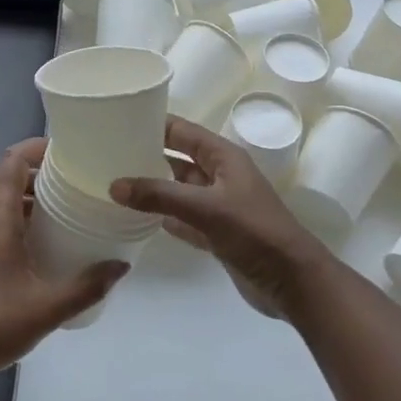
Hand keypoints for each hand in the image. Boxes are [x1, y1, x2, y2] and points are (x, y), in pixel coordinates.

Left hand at [0, 139, 128, 385]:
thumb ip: (88, 286)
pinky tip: (32, 250)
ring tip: (59, 218)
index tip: (65, 152)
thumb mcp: (48, 308)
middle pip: (5, 181)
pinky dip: (10, 222)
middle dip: (38, 178)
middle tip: (72, 188)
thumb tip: (121, 266)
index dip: (36, 148)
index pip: (12, 162)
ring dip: (25, 203)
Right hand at [111, 117, 332, 319]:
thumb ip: (159, 195)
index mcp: (224, 157)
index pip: (183, 131)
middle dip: (149, 155)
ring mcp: (220, 206)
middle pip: (179, 159)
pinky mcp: (218, 234)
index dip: (155, 123)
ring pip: (180, 190)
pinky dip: (165, 217)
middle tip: (108, 154)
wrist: (293, 281)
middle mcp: (221, 176)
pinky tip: (139, 218)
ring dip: (154, 188)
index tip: (120, 120)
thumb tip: (114, 185)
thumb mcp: (205, 207)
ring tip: (116, 184)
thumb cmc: (254, 232)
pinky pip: (185, 219)